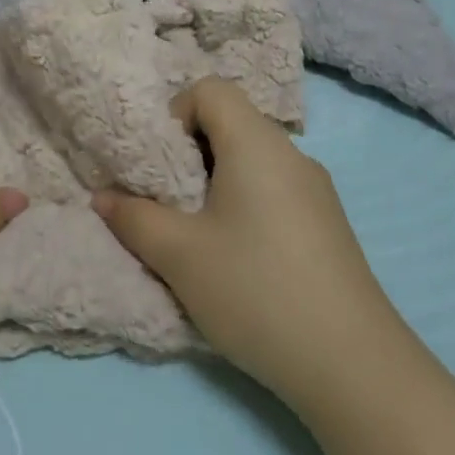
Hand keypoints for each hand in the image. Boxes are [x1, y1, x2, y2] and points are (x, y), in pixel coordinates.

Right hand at [93, 77, 403, 407]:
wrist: (352, 365)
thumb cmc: (255, 290)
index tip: (159, 164)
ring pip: (253, 159)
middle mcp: (290, 153)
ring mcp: (316, 188)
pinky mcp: (327, 222)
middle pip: (231, 122)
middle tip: (168, 200)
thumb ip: (133, 218)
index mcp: (257, 142)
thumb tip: (102, 197)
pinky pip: (275, 188)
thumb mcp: (179, 255)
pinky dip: (245, 202)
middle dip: (189, 152)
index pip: (211, 90)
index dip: (175, 113)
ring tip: (197, 231)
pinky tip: (238, 256)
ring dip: (216, 181)